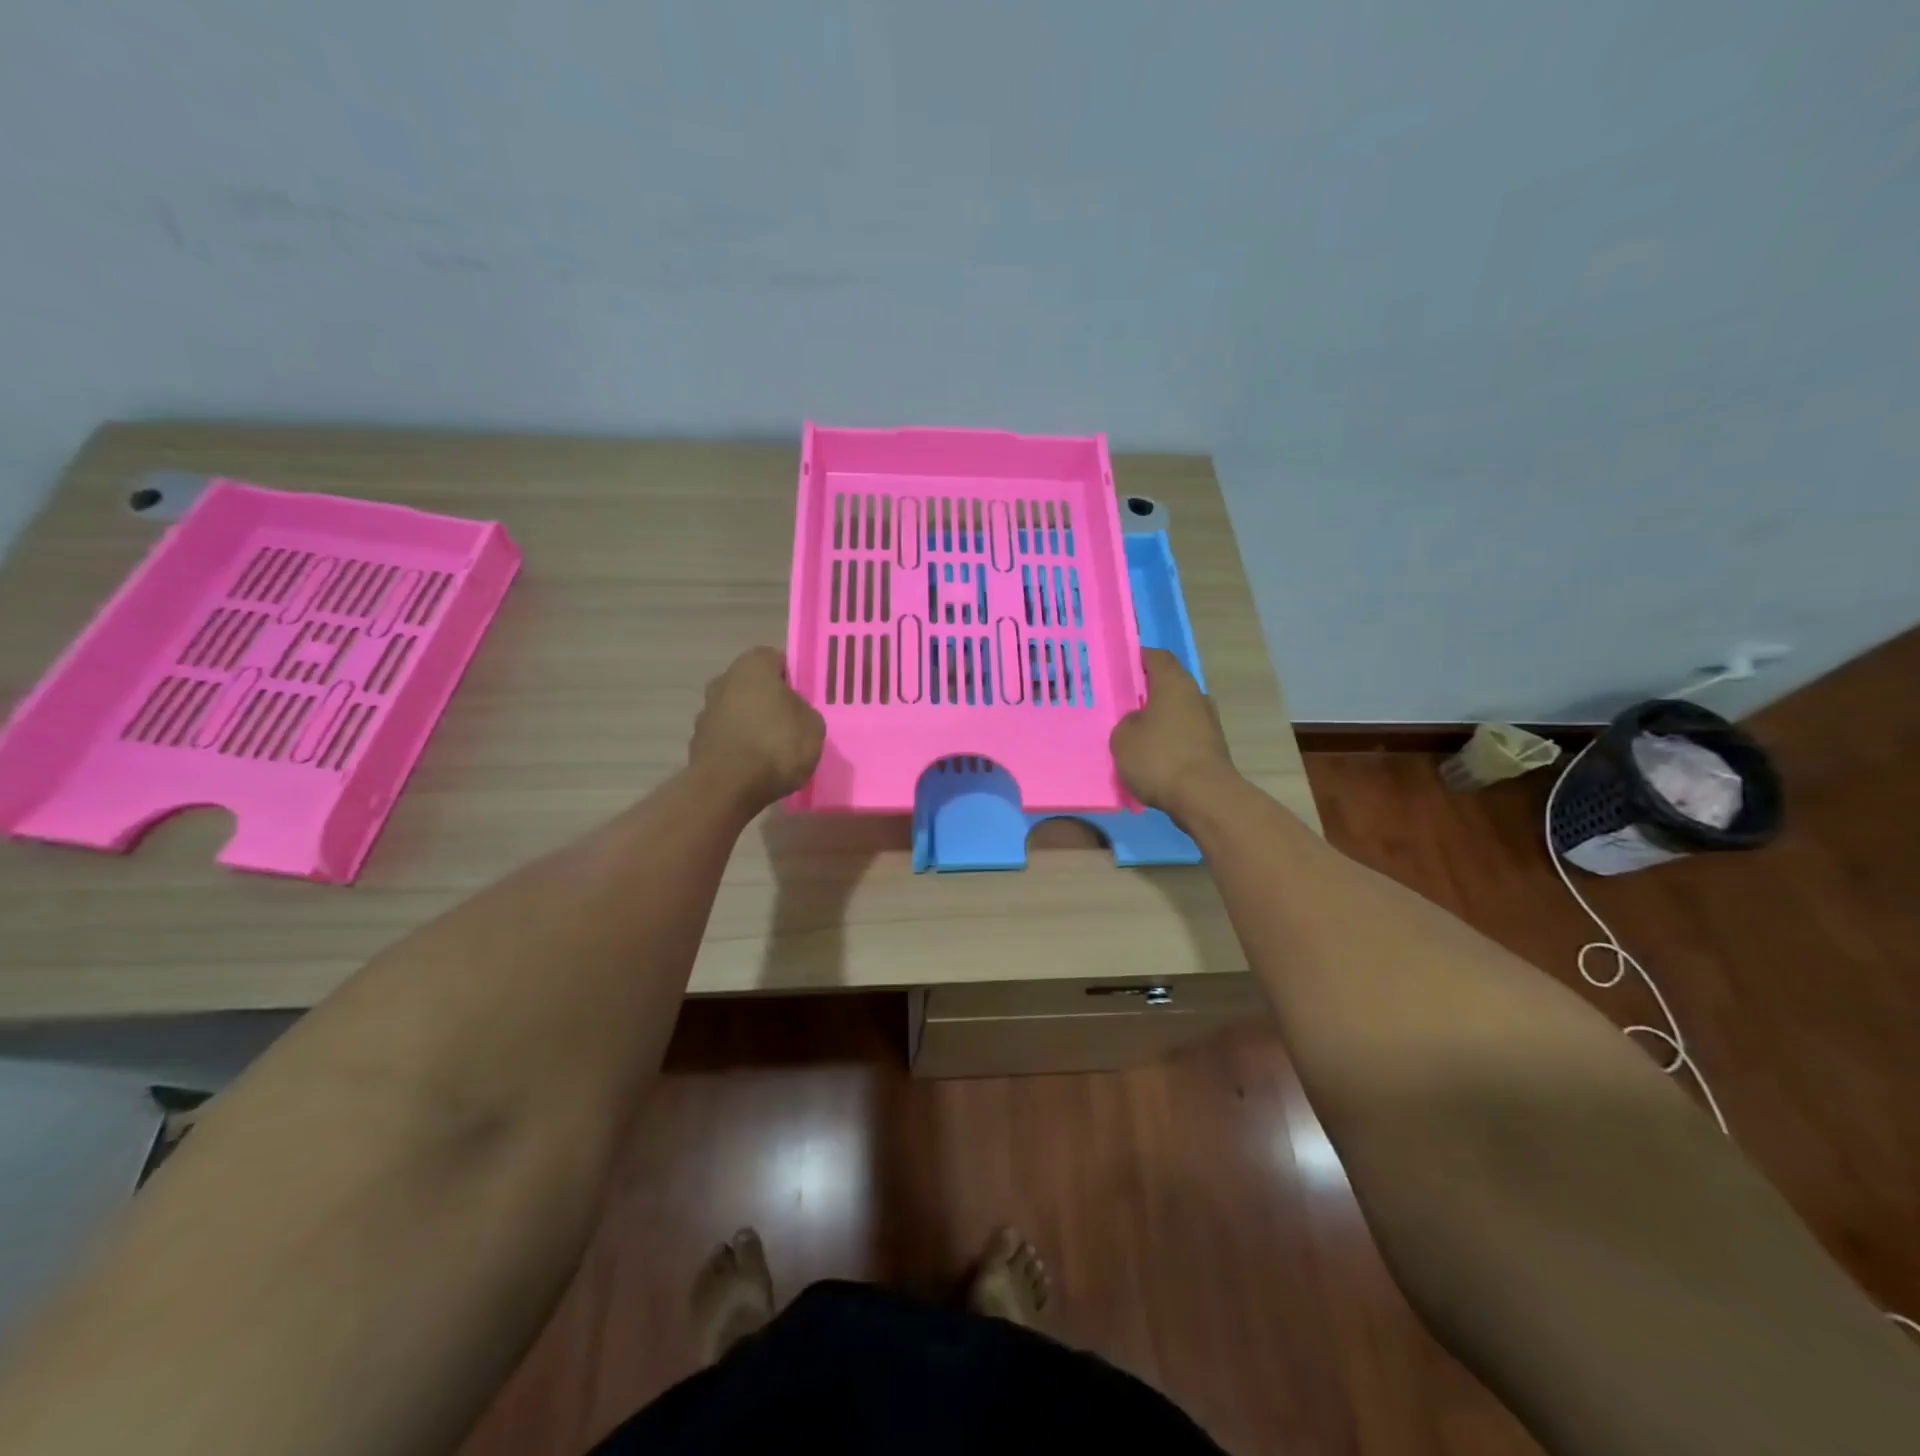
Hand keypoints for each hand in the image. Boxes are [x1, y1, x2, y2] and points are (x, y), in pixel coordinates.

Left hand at [688, 648, 824, 809]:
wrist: (728, 787)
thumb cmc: (776, 745)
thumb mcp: (813, 725)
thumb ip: (804, 711)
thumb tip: (793, 712)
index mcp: (753, 666)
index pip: (776, 659)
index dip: (792, 677)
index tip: (804, 698)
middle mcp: (723, 680)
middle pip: (753, 684)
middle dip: (769, 700)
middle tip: (791, 722)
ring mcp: (706, 711)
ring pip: (737, 710)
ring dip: (751, 723)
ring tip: (773, 750)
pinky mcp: (698, 741)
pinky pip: (727, 737)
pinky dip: (739, 746)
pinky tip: (754, 766)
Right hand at [1109, 649, 1238, 820]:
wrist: (1205, 798)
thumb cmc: (1159, 758)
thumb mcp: (1123, 738)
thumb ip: (1126, 722)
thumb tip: (1138, 721)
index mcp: (1174, 683)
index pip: (1156, 657)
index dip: (1137, 658)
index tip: (1118, 668)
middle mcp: (1196, 696)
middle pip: (1167, 685)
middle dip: (1145, 693)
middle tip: (1120, 706)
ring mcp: (1208, 723)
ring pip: (1176, 712)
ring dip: (1157, 720)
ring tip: (1132, 736)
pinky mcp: (1212, 748)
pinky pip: (1183, 736)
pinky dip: (1168, 742)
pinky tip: (1150, 758)